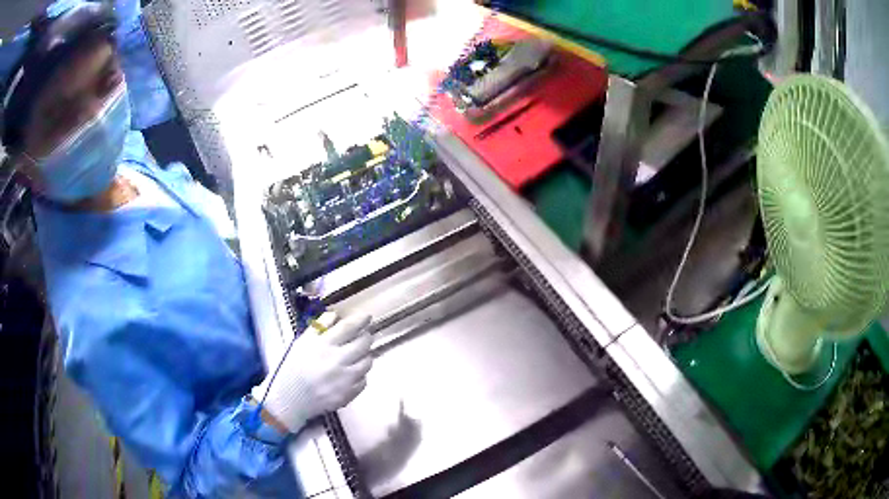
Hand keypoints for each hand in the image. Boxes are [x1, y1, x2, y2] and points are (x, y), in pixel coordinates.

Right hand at [253, 314, 372, 432]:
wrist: (290, 398)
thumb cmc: (293, 367)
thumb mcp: (302, 342)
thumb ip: (319, 327)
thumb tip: (336, 315)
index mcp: (323, 345)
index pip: (349, 327)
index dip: (361, 320)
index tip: (367, 317)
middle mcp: (337, 361)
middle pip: (363, 343)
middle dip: (366, 336)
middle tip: (364, 335)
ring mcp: (345, 379)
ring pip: (367, 362)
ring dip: (365, 355)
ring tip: (358, 354)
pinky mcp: (348, 394)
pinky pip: (363, 380)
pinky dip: (360, 374)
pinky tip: (351, 373)